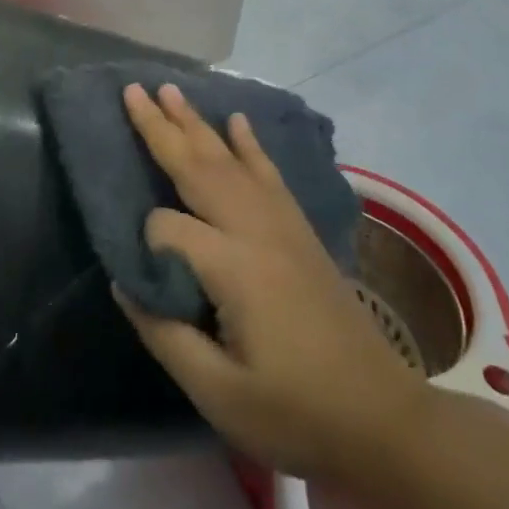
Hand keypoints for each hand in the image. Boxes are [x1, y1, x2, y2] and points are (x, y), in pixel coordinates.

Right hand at [115, 83, 424, 483]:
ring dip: (198, 123)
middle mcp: (257, 231)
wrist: (384, 420)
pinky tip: (238, 122)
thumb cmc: (296, 413)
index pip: (168, 230)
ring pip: (231, 160)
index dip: (146, 244)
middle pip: (199, 167)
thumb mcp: (219, 394)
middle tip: (133, 88)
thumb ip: (165, 334)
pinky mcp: (300, 231)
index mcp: (234, 268)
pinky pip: (269, 173)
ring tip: (172, 90)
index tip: (144, 278)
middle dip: (162, 127)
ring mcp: (283, 226)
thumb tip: (124, 283)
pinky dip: (250, 144)